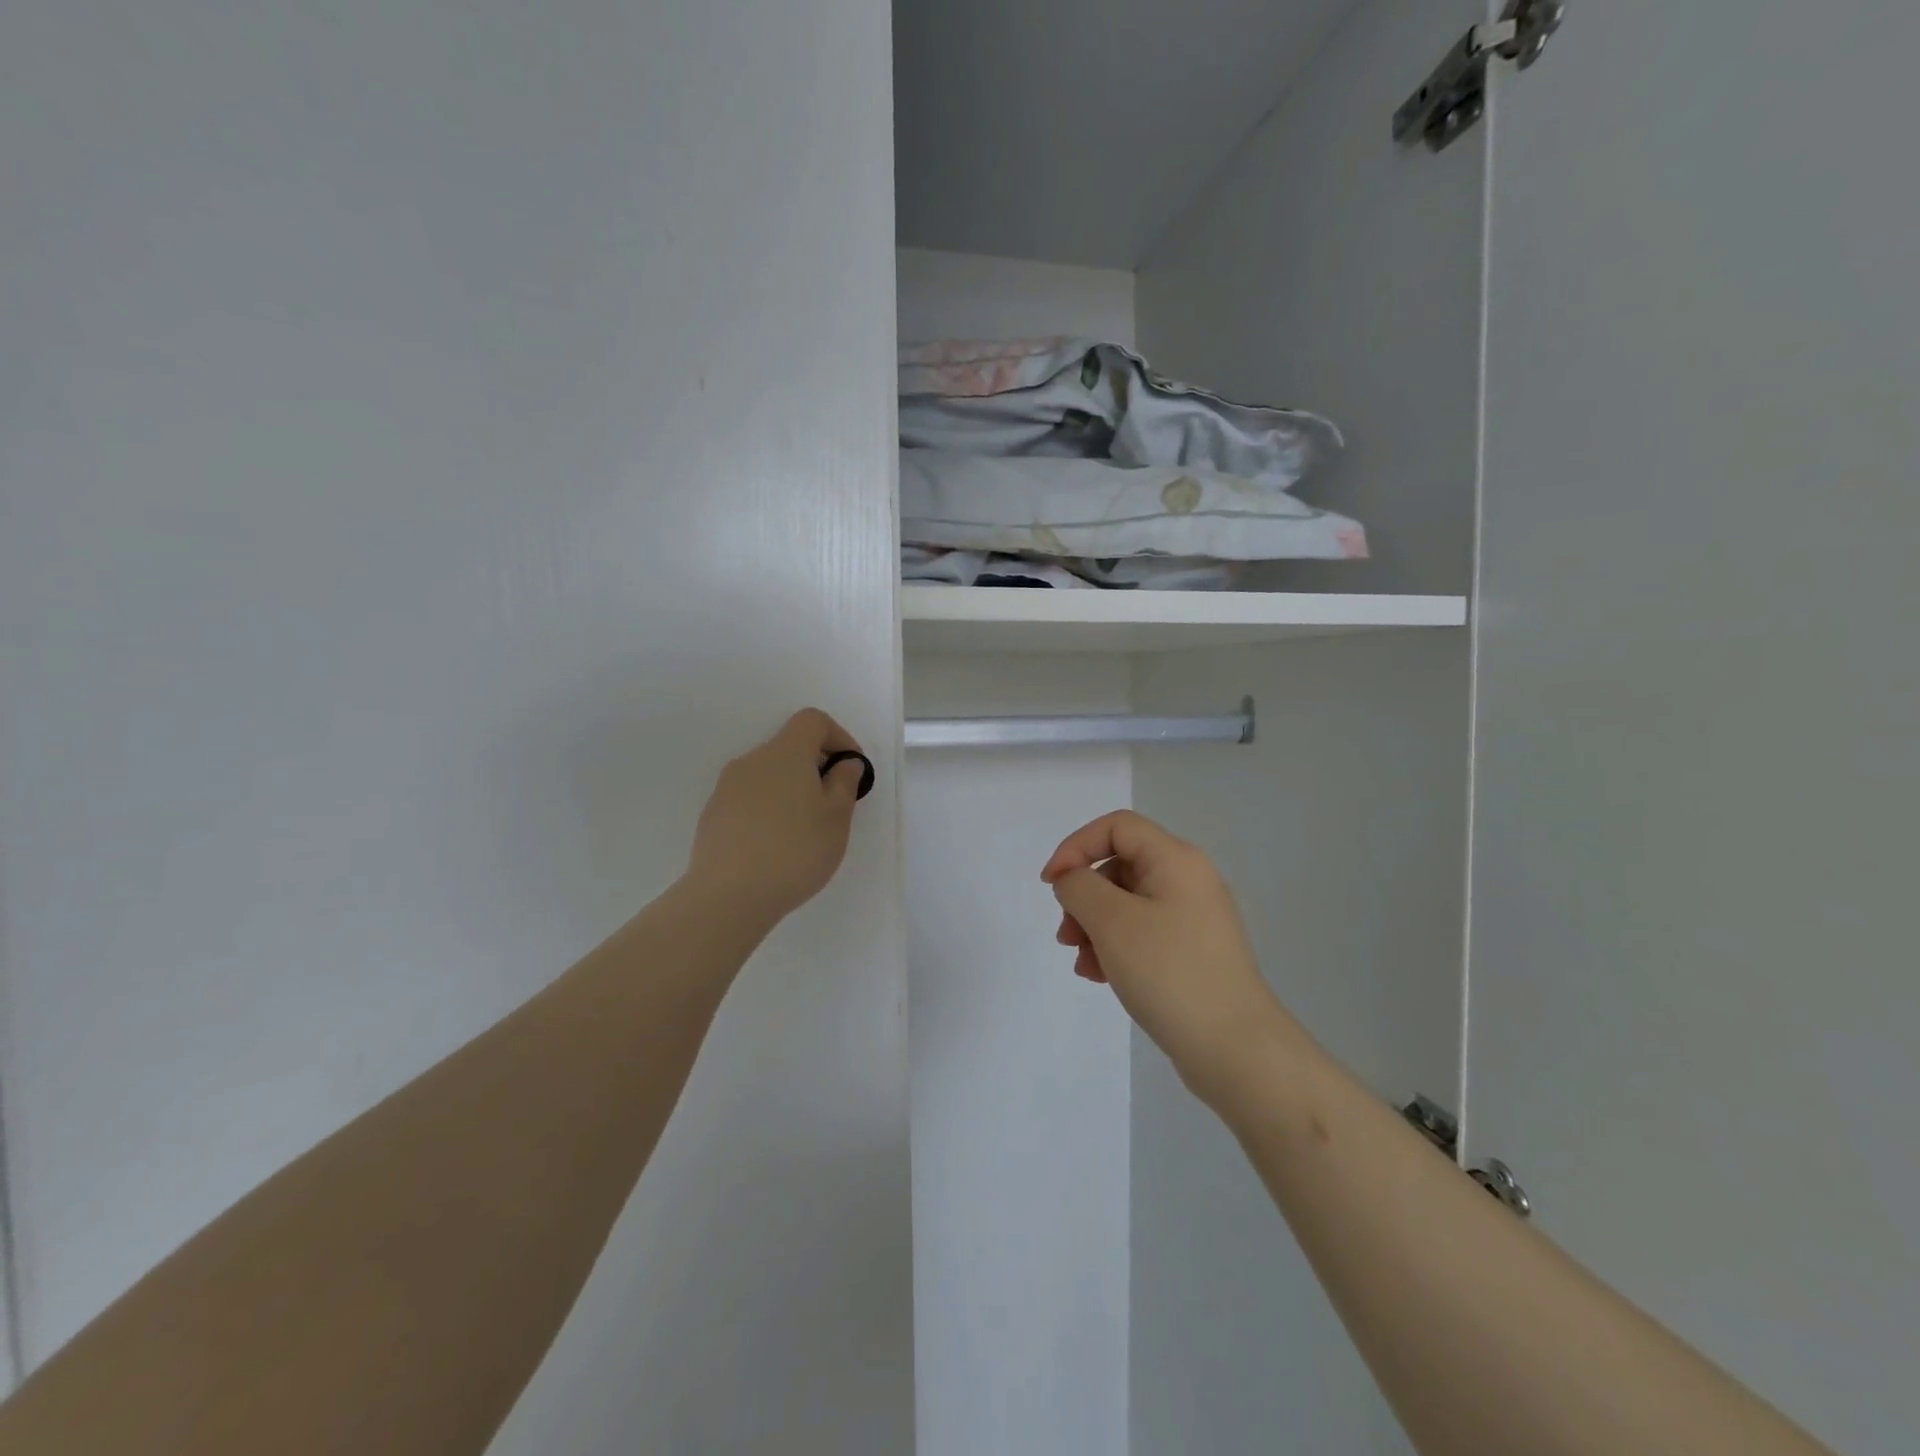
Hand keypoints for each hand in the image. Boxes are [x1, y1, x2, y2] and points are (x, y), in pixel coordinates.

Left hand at [686, 708, 868, 931]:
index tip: (851, 770)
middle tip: (833, 805)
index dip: (839, 737)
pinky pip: (750, 799)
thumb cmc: (795, 850)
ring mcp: (727, 788)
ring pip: (768, 775)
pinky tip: (776, 847)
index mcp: (785, 753)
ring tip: (805, 831)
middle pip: (789, 747)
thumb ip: (844, 782)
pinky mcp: (713, 815)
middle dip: (816, 768)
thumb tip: (844, 763)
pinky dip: (769, 810)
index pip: (813, 721)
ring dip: (791, 791)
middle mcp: (752, 761)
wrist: (728, 896)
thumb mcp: (836, 817)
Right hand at [1042, 811, 1298, 1104]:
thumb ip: (1079, 887)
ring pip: (1127, 903)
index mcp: (1176, 860)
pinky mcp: (1193, 952)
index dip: (1076, 846)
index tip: (1050, 884)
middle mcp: (1189, 880)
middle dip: (1083, 896)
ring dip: (1094, 926)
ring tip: (1082, 963)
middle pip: (1119, 866)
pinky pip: (1143, 933)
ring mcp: (1194, 918)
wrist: (1235, 1049)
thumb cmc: (1169, 972)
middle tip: (1066, 935)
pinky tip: (1101, 977)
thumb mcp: (1112, 922)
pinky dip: (1116, 947)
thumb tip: (1073, 880)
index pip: (1116, 826)